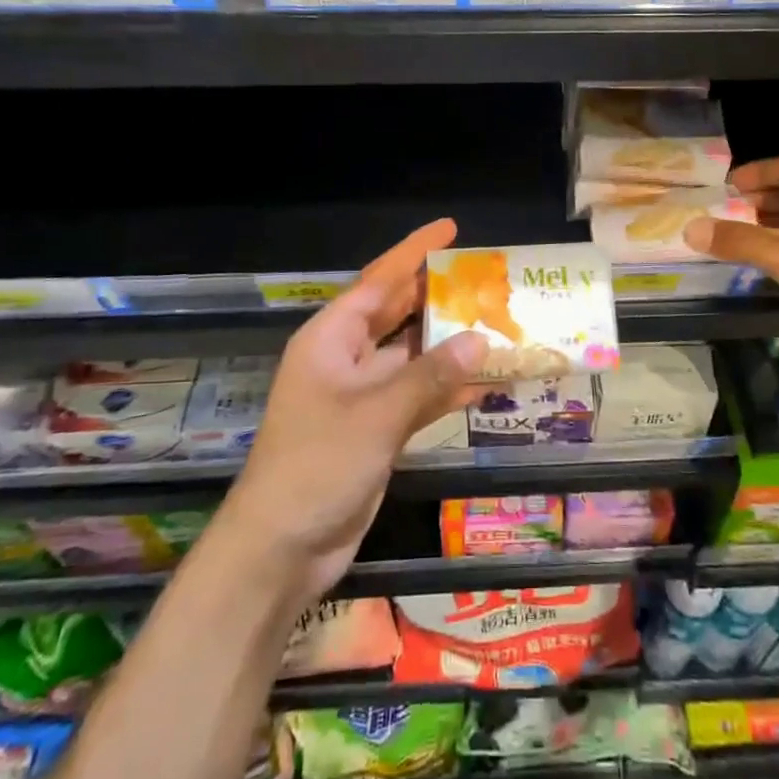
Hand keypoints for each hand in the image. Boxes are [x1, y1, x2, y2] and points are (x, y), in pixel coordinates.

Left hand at [218, 218, 489, 606]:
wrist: (280, 549)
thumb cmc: (317, 465)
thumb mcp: (376, 414)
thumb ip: (430, 375)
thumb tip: (480, 340)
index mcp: (331, 338)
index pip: (379, 281)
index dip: (414, 252)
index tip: (451, 229)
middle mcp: (346, 358)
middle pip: (398, 314)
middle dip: (438, 296)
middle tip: (486, 277)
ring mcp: (362, 396)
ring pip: (413, 357)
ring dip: (450, 346)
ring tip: (498, 325)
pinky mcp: (377, 430)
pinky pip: (418, 397)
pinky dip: (447, 389)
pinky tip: (487, 383)